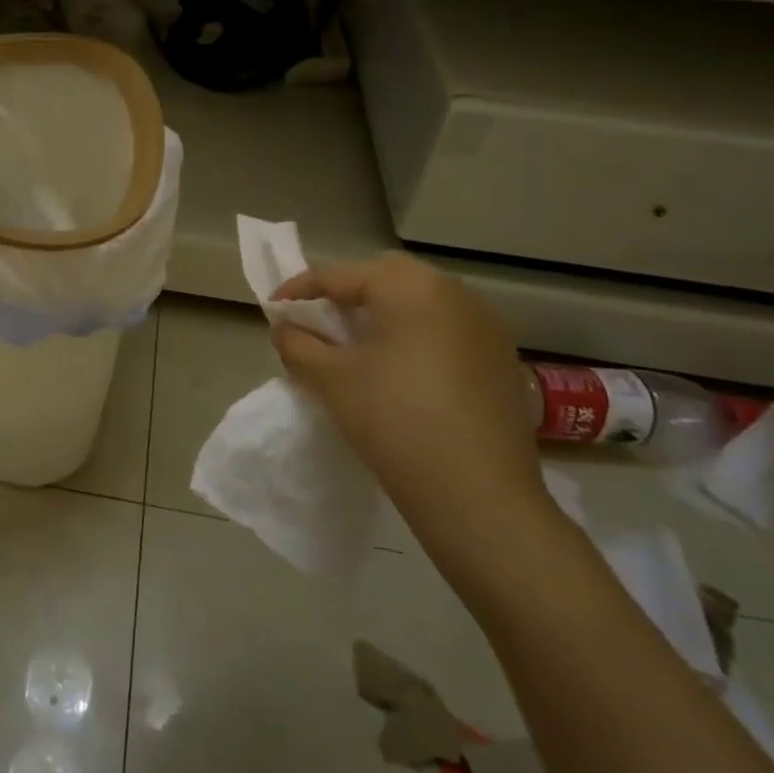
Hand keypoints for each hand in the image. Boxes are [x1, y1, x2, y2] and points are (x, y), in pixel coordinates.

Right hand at [270, 252, 546, 550]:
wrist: (479, 497)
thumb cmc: (394, 421)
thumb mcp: (330, 379)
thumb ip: (298, 344)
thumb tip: (286, 328)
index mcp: (410, 287)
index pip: (340, 275)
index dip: (299, 290)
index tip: (273, 310)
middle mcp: (454, 292)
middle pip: (386, 276)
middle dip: (347, 293)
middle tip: (319, 323)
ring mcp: (485, 326)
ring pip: (420, 301)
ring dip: (383, 313)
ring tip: (356, 347)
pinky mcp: (501, 359)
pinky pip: (446, 329)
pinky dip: (415, 335)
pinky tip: (400, 372)